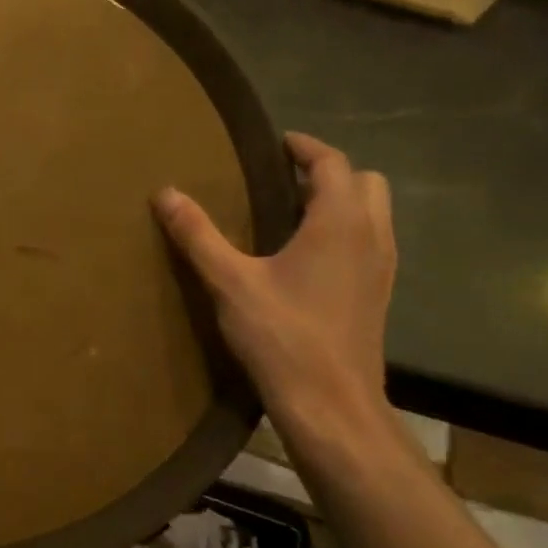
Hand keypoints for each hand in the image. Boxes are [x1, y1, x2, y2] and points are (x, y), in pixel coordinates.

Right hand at [155, 133, 395, 446]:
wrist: (331, 403)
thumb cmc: (282, 336)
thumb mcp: (230, 282)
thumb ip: (198, 235)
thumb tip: (165, 193)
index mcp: (339, 222)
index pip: (332, 163)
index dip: (304, 147)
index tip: (276, 143)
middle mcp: (371, 236)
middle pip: (364, 181)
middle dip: (328, 171)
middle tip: (283, 179)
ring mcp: (382, 267)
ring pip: (374, 212)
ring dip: (341, 200)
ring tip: (293, 213)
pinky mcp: (379, 294)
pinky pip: (370, 241)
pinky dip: (346, 230)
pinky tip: (307, 257)